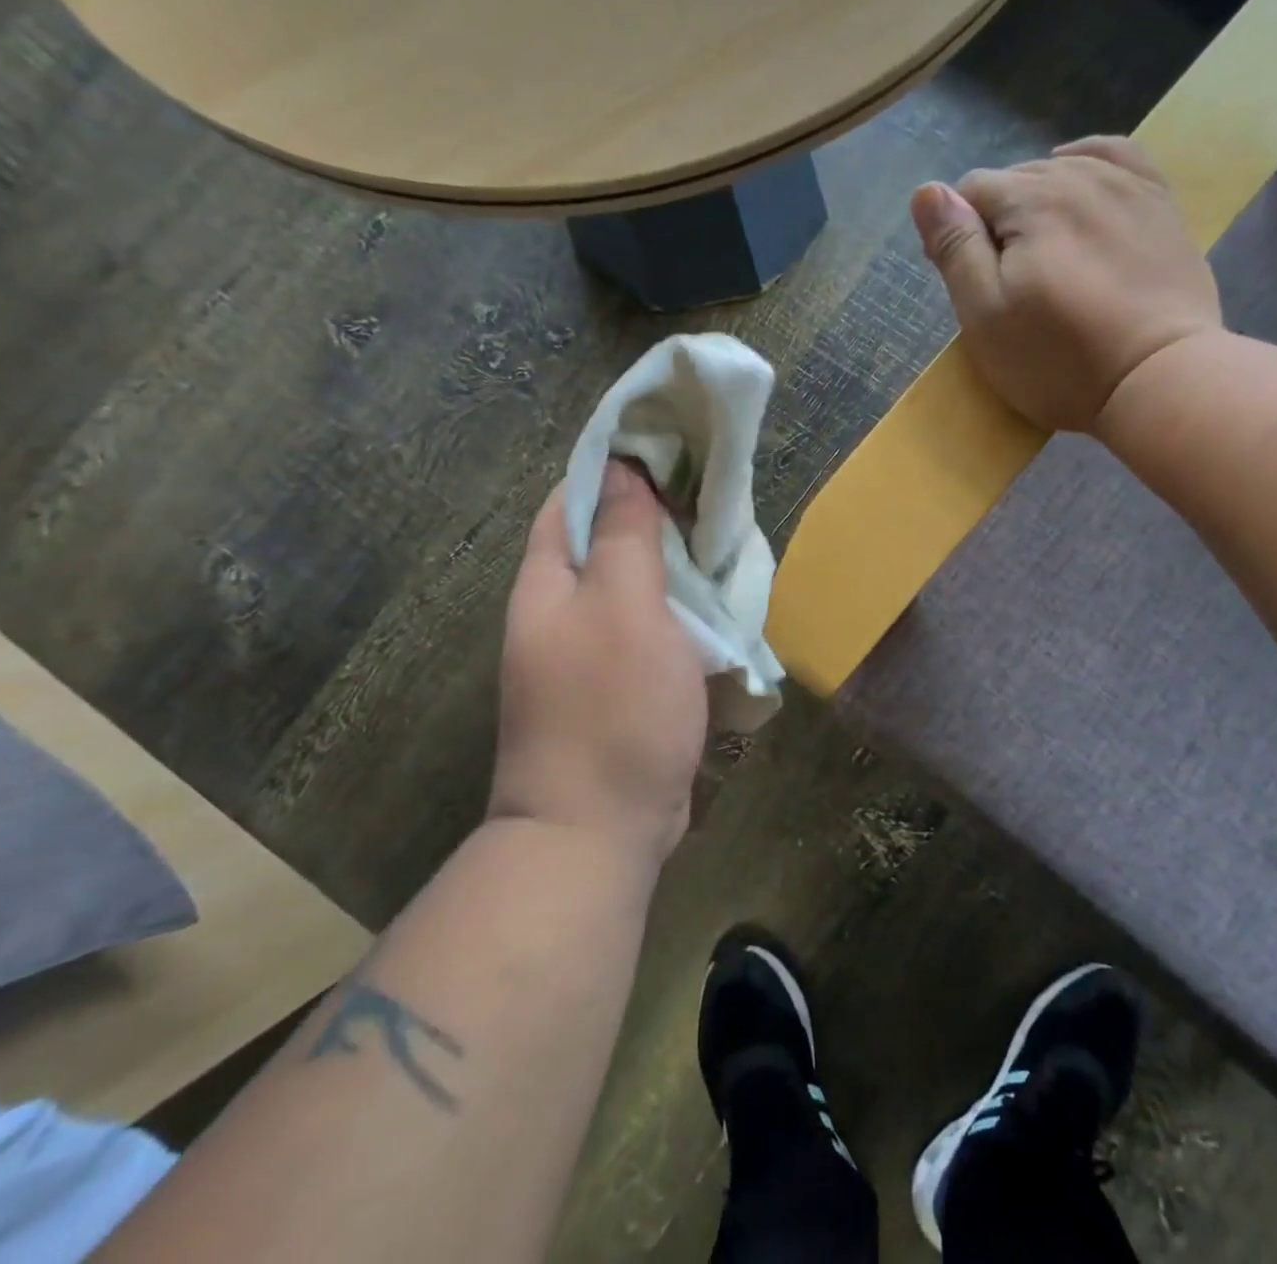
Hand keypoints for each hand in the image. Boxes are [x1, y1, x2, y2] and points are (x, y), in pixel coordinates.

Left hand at [494, 462, 708, 860]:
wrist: (598, 830)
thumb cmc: (612, 708)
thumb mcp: (624, 607)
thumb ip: (625, 536)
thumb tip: (624, 469)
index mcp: (549, 582)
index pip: (574, 498)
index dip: (619, 465)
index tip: (674, 445)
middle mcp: (563, 610)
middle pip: (608, 540)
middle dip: (658, 515)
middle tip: (715, 495)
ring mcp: (592, 652)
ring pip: (639, 587)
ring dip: (678, 567)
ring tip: (727, 541)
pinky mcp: (623, 686)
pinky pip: (656, 631)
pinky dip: (685, 613)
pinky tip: (722, 605)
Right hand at [910, 136, 1223, 432]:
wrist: (1158, 379)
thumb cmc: (1058, 359)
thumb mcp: (985, 315)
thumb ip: (955, 248)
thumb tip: (927, 191)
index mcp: (1028, 199)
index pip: (970, 193)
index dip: (958, 236)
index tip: (969, 285)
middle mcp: (1076, 174)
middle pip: (1015, 181)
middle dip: (998, 223)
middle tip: (1007, 285)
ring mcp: (1126, 185)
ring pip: (1061, 170)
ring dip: (1040, 205)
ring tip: (1044, 258)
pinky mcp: (1160, 205)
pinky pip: (1117, 157)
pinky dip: (1088, 164)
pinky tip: (1079, 182)